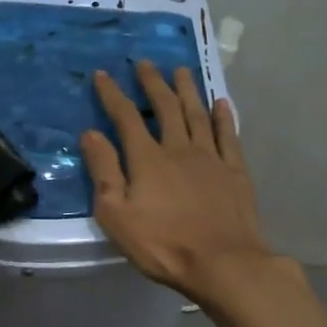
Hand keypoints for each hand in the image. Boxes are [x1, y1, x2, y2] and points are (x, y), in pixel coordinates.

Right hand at [79, 61, 276, 304]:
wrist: (223, 263)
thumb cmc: (162, 244)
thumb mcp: (116, 214)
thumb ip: (104, 171)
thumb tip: (90, 134)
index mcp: (147, 159)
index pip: (126, 117)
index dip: (112, 95)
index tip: (102, 74)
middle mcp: (179, 148)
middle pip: (165, 108)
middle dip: (152, 83)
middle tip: (145, 63)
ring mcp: (211, 158)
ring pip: (197, 114)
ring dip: (187, 90)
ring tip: (181, 70)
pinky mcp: (235, 172)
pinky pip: (228, 135)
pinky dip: (223, 116)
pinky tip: (221, 103)